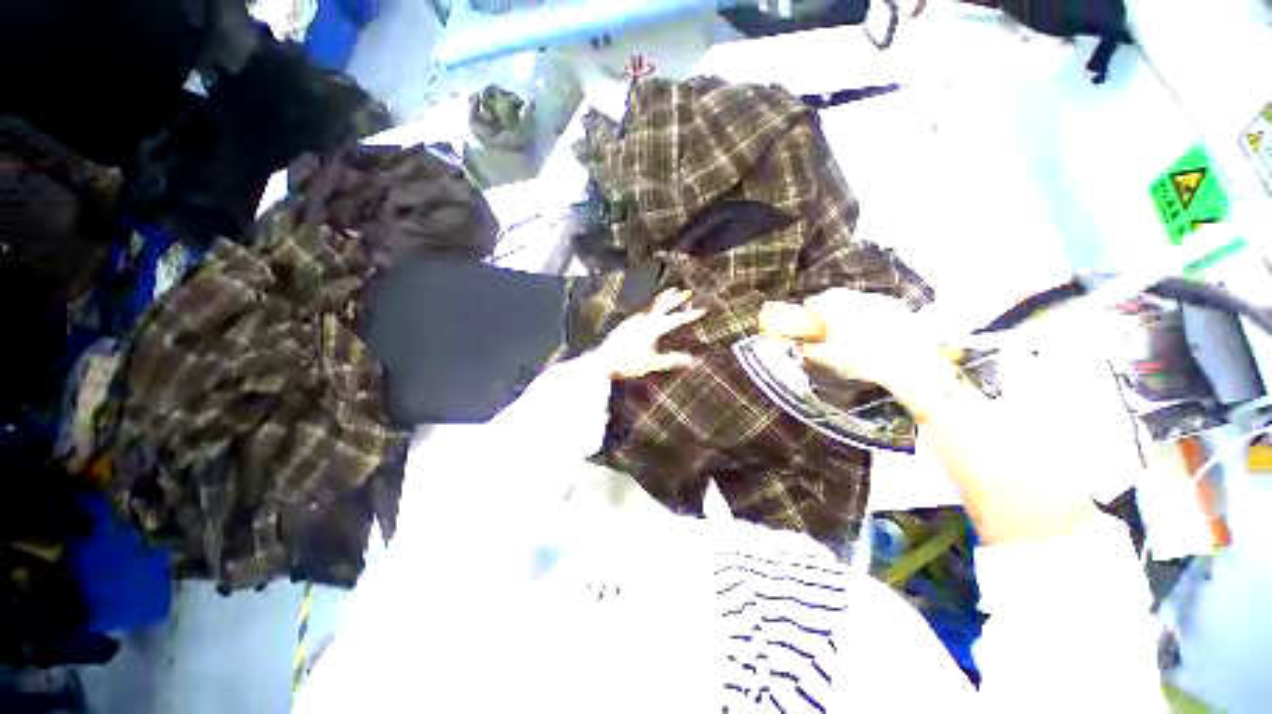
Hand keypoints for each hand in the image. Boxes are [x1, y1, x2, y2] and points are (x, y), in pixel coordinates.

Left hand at [596, 288, 705, 379]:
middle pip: (664, 306)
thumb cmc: (628, 363)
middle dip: (676, 299)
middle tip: (687, 292)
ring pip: (653, 305)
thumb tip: (692, 360)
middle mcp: (645, 319)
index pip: (676, 319)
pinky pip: (645, 309)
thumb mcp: (652, 363)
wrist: (603, 361)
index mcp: (653, 328)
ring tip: (671, 291)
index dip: (690, 315)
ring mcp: (635, 319)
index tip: (703, 309)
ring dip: (664, 298)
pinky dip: (653, 304)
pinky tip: (652, 307)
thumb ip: (672, 360)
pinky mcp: (628, 322)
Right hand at [759, 289, 948, 413]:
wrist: (908, 364)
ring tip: (851, 331)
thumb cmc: (862, 360)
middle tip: (827, 328)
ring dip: (848, 309)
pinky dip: (869, 314)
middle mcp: (853, 297)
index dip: (807, 314)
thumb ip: (808, 350)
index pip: (811, 302)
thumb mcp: (828, 358)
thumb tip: (797, 346)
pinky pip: (875, 305)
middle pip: (832, 296)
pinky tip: (874, 332)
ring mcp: (876, 299)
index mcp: (833, 307)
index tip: (808, 326)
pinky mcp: (896, 305)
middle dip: (827, 309)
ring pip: (854, 299)